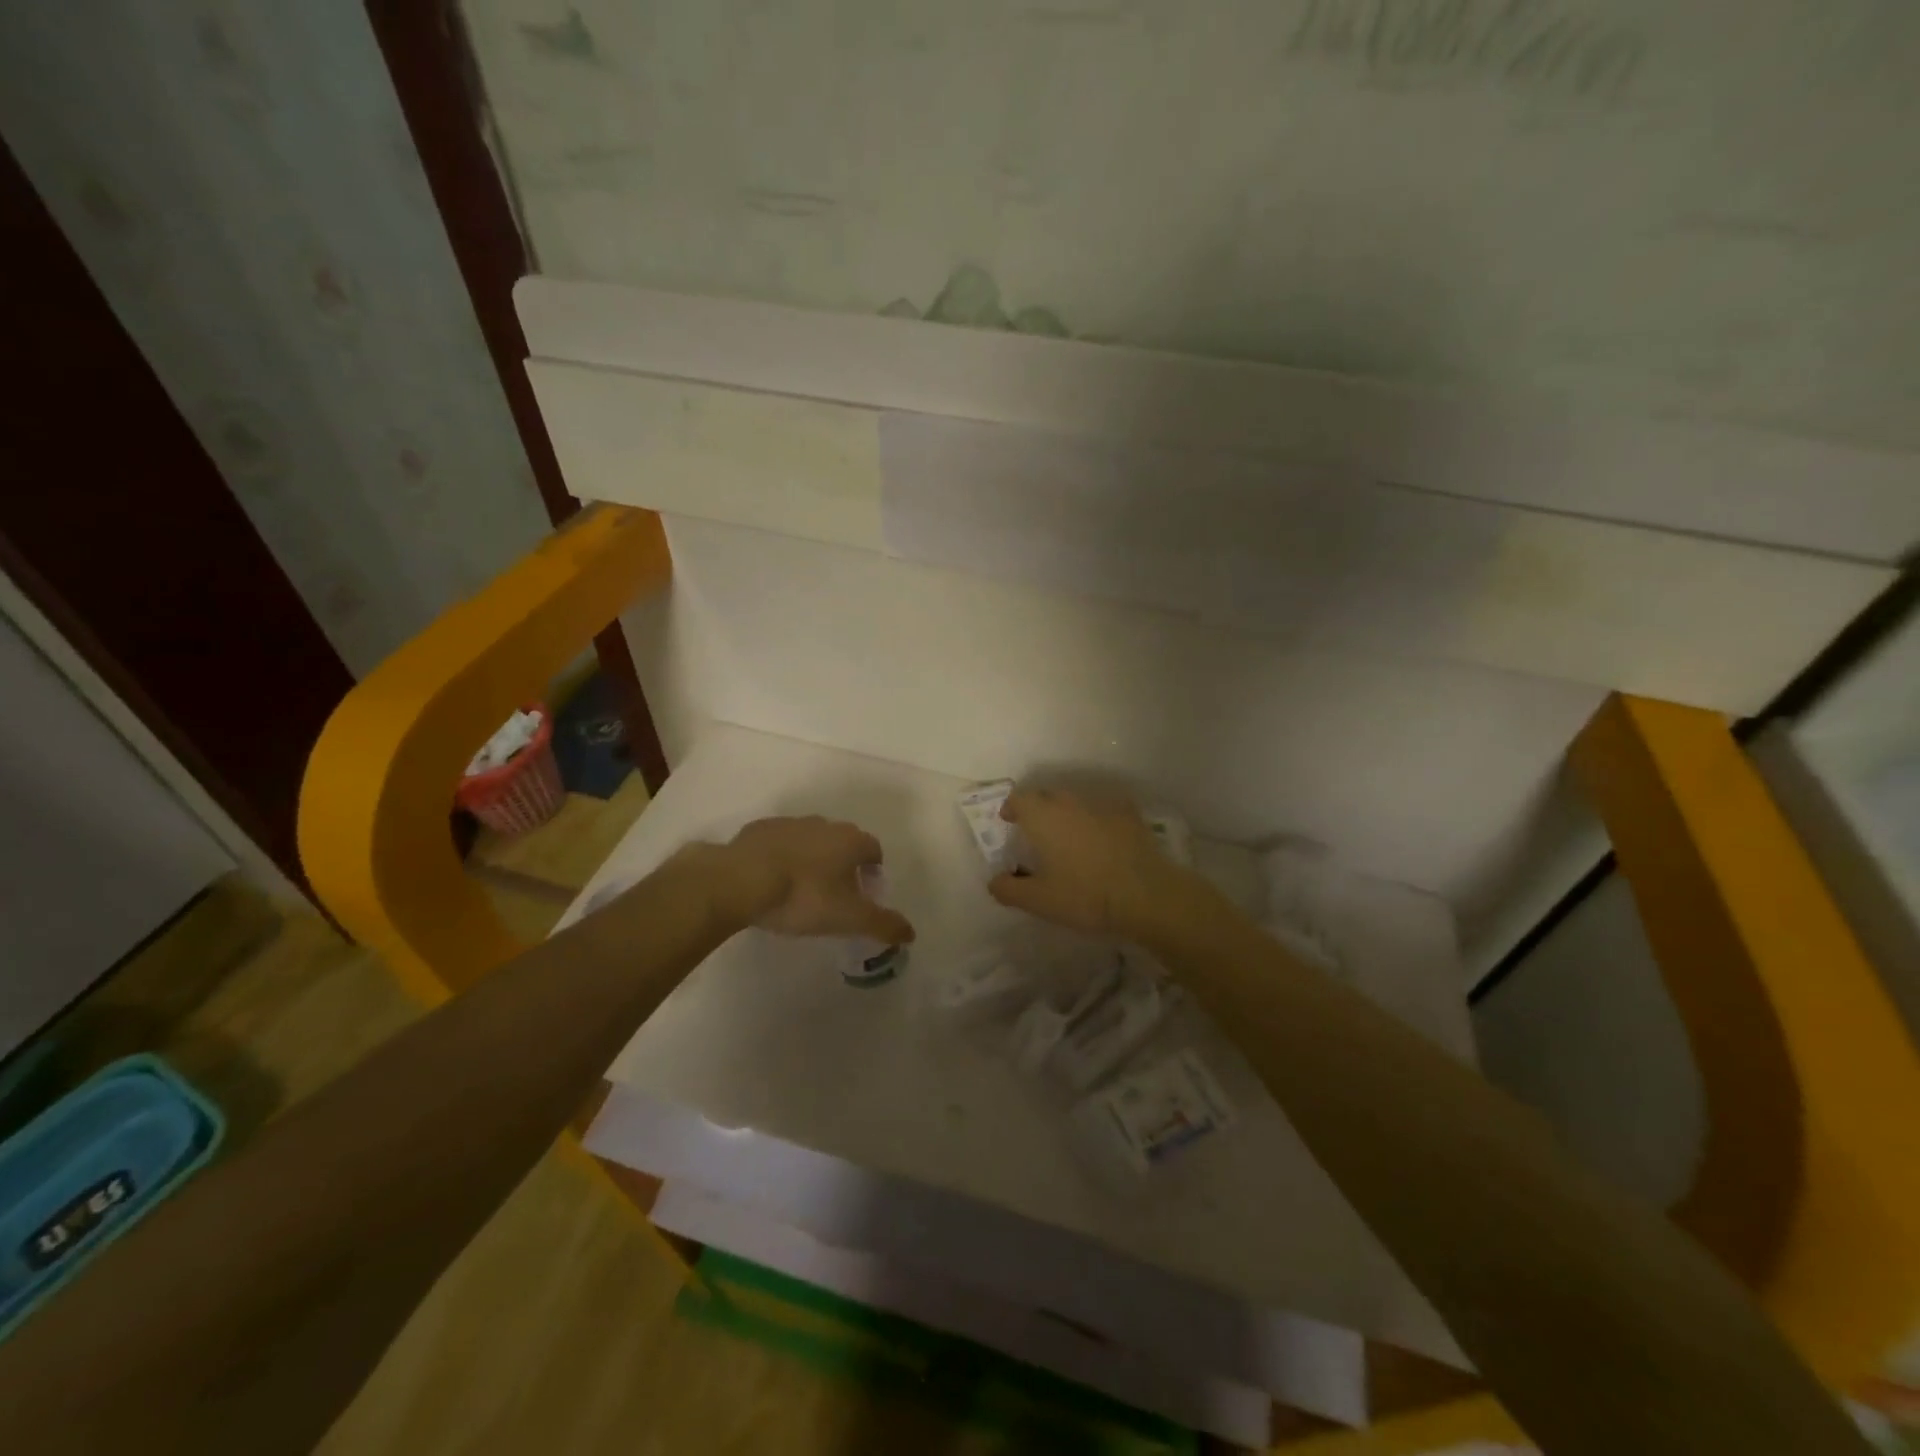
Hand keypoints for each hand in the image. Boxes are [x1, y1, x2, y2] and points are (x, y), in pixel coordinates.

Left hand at [703, 816, 914, 943]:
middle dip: (842, 864)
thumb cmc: (804, 897)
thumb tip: (911, 933)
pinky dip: (780, 857)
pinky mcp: (759, 829)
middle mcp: (824, 824)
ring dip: (811, 859)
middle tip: (833, 895)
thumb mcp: (849, 918)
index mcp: (851, 841)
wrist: (741, 880)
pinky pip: (778, 842)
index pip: (874, 851)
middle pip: (842, 842)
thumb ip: (883, 925)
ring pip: (810, 840)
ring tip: (799, 890)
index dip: (873, 872)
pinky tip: (769, 882)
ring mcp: (790, 823)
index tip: (864, 894)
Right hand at [986, 789, 1200, 939]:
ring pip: (1076, 801)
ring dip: (1067, 814)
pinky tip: (1102, 838)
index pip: (1019, 798)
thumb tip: (994, 881)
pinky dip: (1097, 819)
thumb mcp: (1039, 901)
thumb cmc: (1085, 895)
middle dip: (1038, 809)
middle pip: (1047, 795)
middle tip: (1037, 833)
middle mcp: (1070, 802)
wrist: (1147, 894)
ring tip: (1069, 837)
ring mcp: (1102, 804)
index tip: (1009, 821)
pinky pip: (1105, 809)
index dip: (1012, 808)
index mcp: (1043, 816)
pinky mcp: (1129, 814)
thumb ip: (1009, 889)